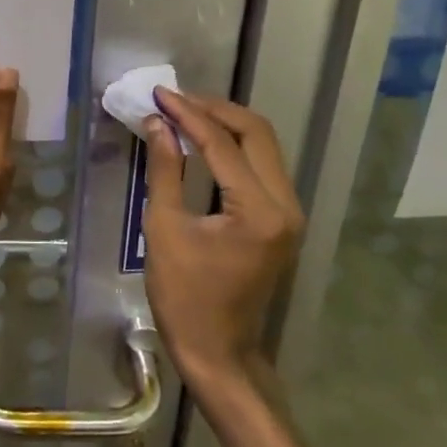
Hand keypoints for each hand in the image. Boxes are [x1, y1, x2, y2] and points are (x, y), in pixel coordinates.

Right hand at [142, 89, 303, 383]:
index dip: (188, 114)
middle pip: (256, 133)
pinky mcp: (282, 219)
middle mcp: (285, 206)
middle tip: (174, 99)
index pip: (222, 144)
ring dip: (226, 123)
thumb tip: (158, 123)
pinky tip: (204, 139)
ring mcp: (289, 213)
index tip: (159, 94)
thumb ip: (165, 169)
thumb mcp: (164, 228)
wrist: (218, 351)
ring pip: (264, 146)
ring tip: (185, 112)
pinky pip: (262, 165)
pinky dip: (234, 145)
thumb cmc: (184, 296)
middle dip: (214, 109)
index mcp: (257, 211)